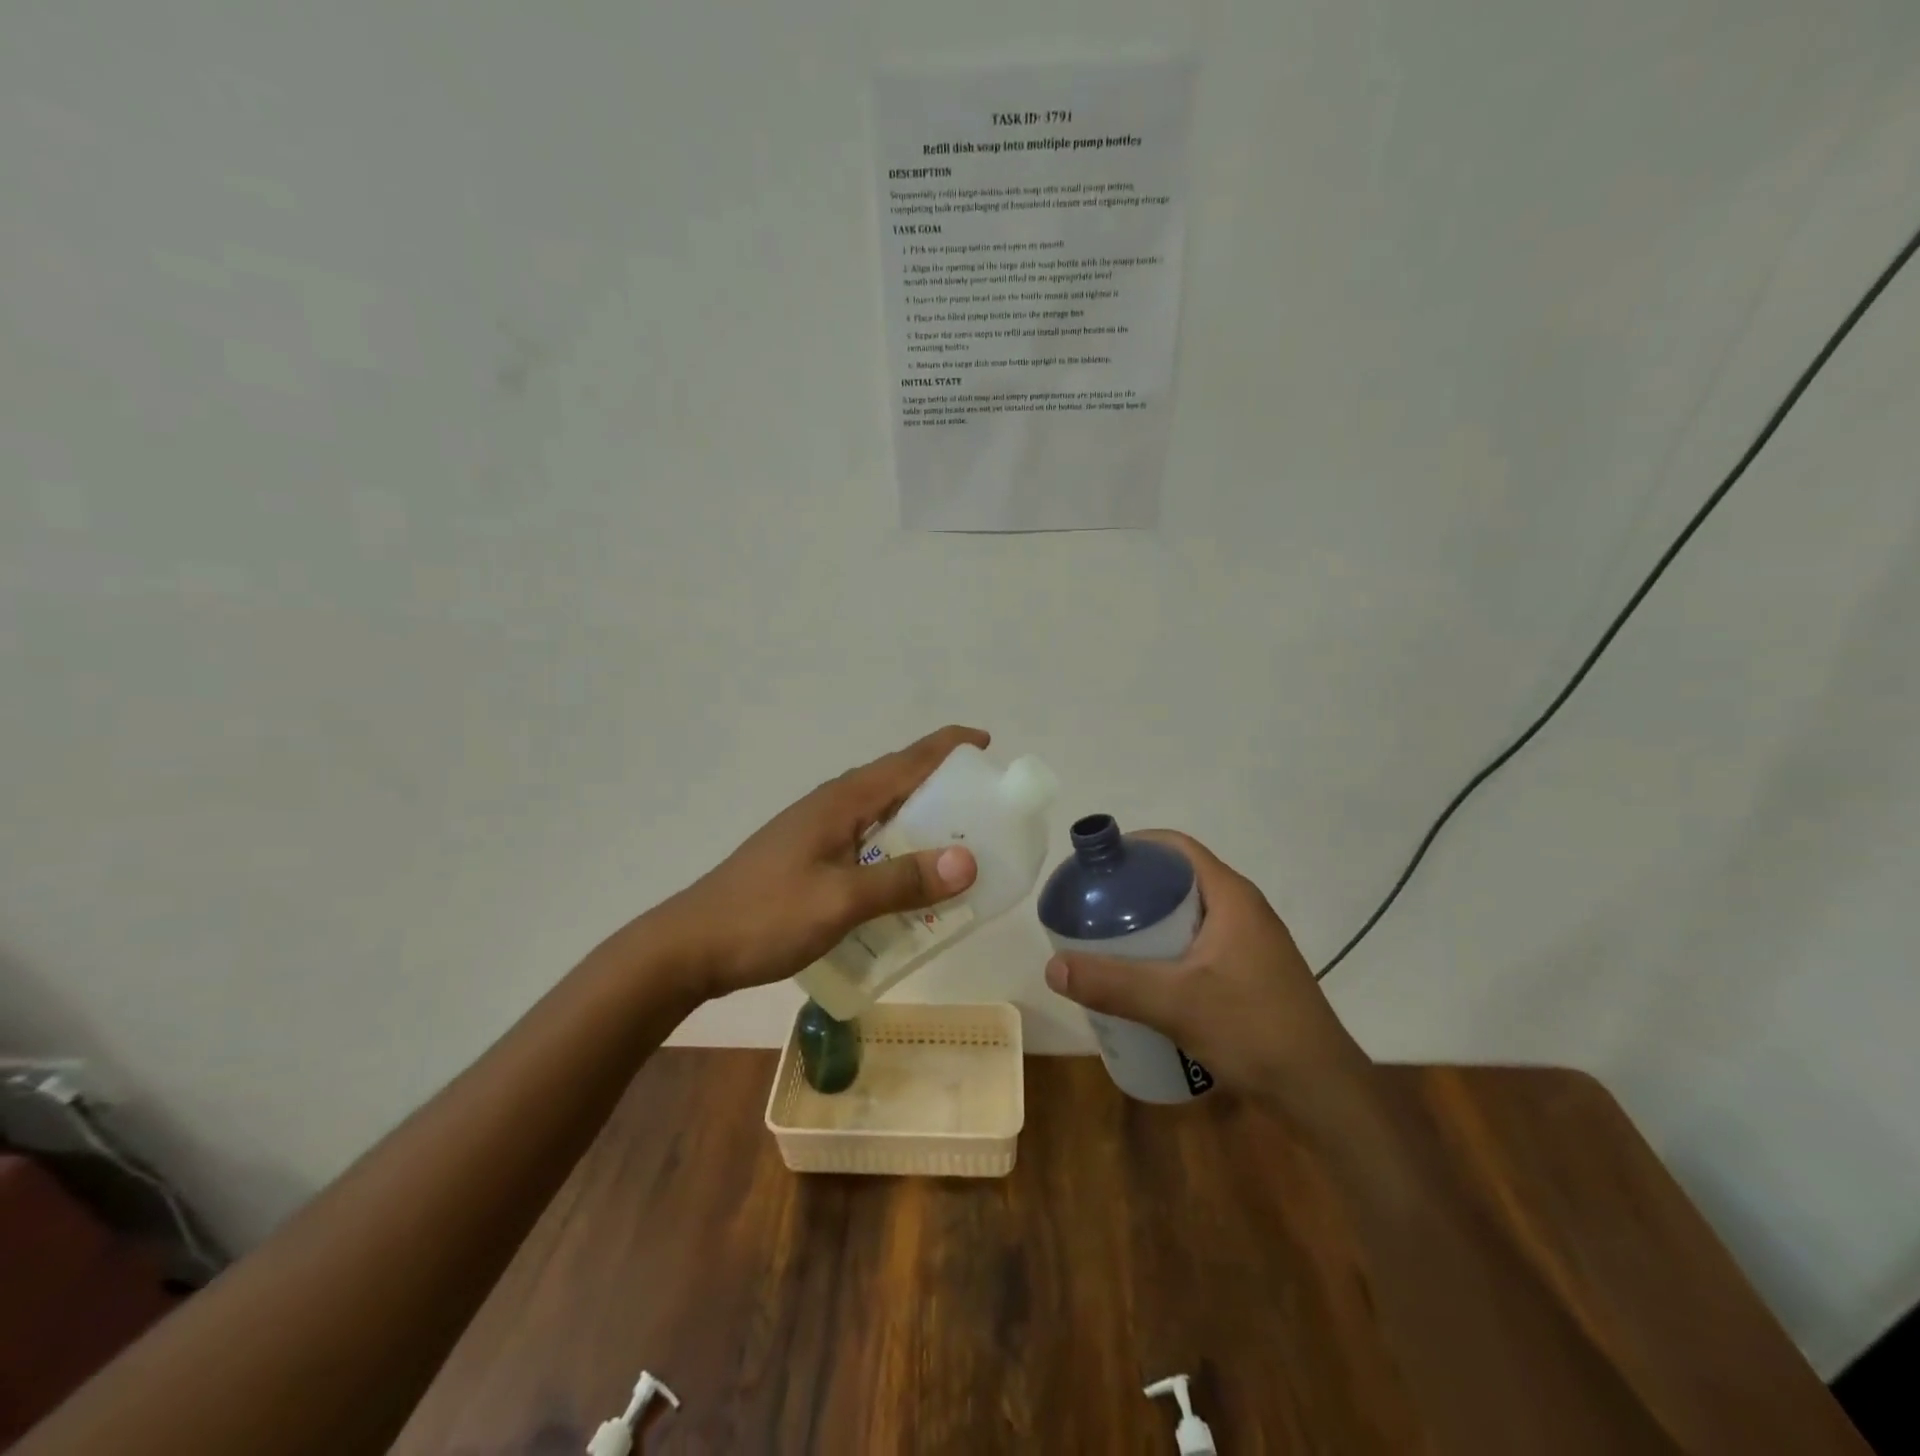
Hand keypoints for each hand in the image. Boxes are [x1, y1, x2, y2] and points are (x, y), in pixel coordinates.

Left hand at [656, 726, 986, 999]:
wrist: (690, 946)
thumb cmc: (765, 917)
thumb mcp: (840, 901)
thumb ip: (902, 881)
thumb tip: (968, 861)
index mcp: (841, 801)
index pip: (906, 761)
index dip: (947, 747)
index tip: (986, 742)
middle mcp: (831, 805)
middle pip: (895, 780)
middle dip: (940, 782)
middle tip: (983, 804)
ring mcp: (815, 830)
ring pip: (880, 811)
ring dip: (918, 817)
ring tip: (957, 839)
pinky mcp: (807, 856)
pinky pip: (865, 838)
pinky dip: (895, 846)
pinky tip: (906, 877)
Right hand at [1044, 831, 1370, 1110]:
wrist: (1323, 1094)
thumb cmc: (1254, 1030)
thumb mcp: (1176, 1004)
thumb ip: (1113, 984)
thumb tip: (1052, 968)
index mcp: (1231, 897)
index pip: (1177, 848)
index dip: (1135, 847)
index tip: (1095, 867)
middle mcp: (1242, 910)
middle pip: (1178, 880)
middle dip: (1133, 889)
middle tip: (1091, 908)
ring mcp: (1248, 944)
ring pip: (1186, 915)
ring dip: (1148, 922)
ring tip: (1106, 942)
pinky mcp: (1248, 974)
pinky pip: (1196, 945)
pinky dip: (1165, 949)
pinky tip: (1142, 978)